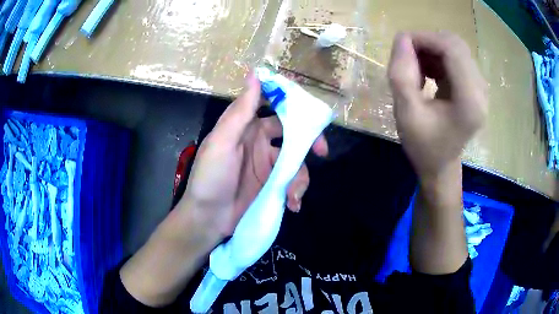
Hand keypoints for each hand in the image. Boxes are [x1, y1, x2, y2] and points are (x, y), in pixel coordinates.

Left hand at [179, 73, 327, 237]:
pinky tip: (292, 203)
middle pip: (292, 131)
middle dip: (309, 139)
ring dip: (300, 176)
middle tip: (322, 150)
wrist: (208, 219)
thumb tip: (255, 73)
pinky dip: (296, 191)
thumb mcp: (223, 141)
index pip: (271, 104)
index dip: (290, 101)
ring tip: (293, 194)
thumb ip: (241, 110)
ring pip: (296, 159)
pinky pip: (292, 180)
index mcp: (246, 126)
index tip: (309, 106)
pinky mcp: (272, 184)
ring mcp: (267, 164)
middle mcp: (259, 141)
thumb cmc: (210, 177)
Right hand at [388, 32, 486, 178]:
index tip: (401, 45)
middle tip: (408, 57)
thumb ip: (401, 74)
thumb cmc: (424, 146)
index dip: (425, 38)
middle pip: (455, 45)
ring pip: (455, 48)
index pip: (452, 49)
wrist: (440, 166)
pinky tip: (427, 73)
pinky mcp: (474, 86)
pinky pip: (455, 58)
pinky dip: (437, 58)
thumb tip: (401, 38)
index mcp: (470, 100)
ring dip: (432, 50)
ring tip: (416, 68)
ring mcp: (479, 87)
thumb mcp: (406, 114)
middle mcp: (480, 90)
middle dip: (428, 43)